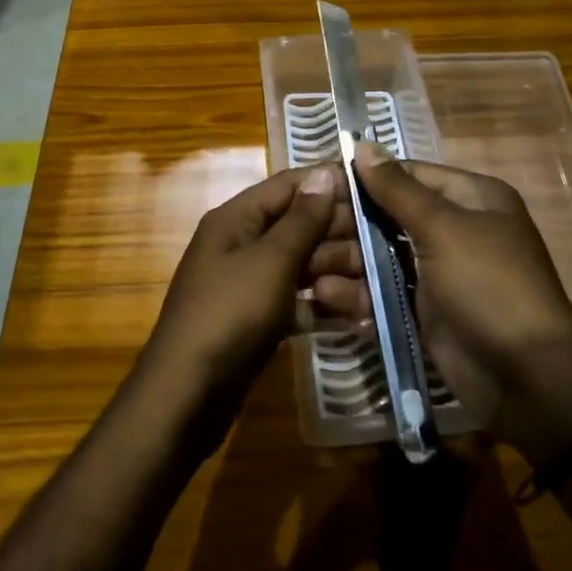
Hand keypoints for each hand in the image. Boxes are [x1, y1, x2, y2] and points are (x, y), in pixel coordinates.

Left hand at [140, 165, 351, 438]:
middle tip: (385, 247)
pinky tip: (358, 317)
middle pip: (297, 226)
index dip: (327, 184)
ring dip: (337, 273)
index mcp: (236, 219)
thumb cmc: (229, 314)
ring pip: (300, 266)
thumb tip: (324, 174)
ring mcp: (248, 284)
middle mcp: (240, 244)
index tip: (374, 190)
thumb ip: (302, 219)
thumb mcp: (271, 261)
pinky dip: (322, 306)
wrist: (186, 396)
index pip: (287, 186)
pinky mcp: (256, 319)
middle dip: (338, 235)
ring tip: (375, 289)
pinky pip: (296, 301)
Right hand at [319, 141, 571, 464]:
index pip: (406, 174)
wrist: (528, 381)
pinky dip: (358, 294)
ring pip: (380, 255)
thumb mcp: (444, 229)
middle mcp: (453, 228)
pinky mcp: (425, 309)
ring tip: (307, 269)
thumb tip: (363, 144)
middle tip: (304, 233)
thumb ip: (398, 189)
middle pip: (388, 215)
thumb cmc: (489, 286)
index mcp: (470, 198)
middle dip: (347, 225)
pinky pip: (384, 291)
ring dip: (345, 261)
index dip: (363, 177)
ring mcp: (438, 271)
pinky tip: (328, 298)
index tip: (317, 184)